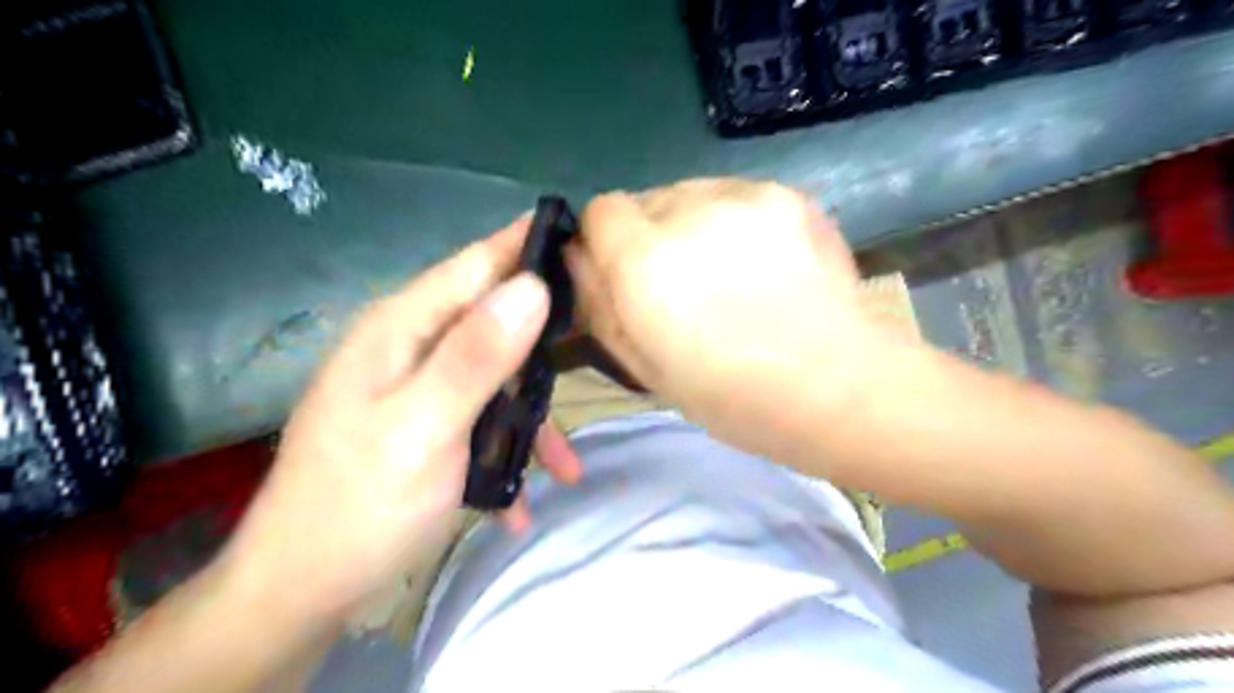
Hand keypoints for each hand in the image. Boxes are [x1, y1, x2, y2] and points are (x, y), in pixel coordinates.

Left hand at [217, 217, 585, 616]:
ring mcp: (418, 386)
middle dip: (544, 345)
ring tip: (565, 464)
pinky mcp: (425, 422)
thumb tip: (533, 286)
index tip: (588, 242)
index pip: (477, 264)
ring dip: (531, 416)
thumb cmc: (361, 504)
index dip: (529, 247)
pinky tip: (522, 499)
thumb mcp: (424, 428)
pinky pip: (481, 417)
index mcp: (402, 328)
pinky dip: (506, 450)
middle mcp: (410, 346)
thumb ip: (476, 356)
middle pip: (494, 320)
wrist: (302, 590)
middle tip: (598, 361)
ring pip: (496, 375)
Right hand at [569, 181, 876, 457]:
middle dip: (650, 235)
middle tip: (684, 284)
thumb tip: (577, 257)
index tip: (626, 275)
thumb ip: (601, 305)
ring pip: (692, 192)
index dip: (606, 241)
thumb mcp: (645, 367)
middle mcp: (689, 211)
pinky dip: (736, 222)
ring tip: (728, 273)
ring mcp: (745, 195)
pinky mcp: (789, 194)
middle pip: (646, 199)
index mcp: (646, 262)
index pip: (600, 210)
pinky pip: (738, 196)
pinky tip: (765, 264)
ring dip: (693, 225)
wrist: (839, 387)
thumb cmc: (734, 397)